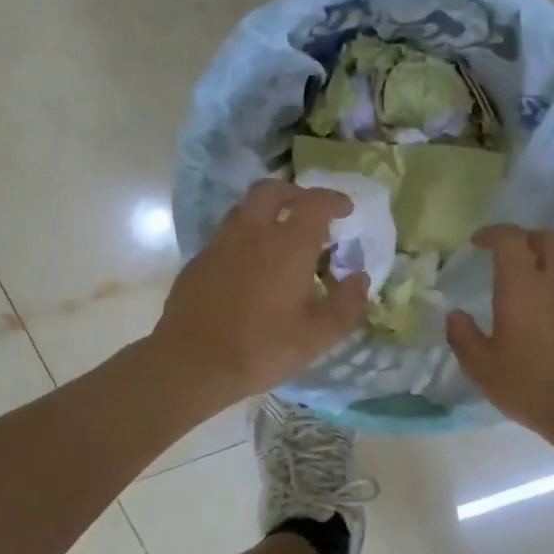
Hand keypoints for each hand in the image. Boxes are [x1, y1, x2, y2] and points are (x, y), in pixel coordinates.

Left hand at [154, 179, 370, 406]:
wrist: (193, 362)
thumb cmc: (263, 348)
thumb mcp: (318, 336)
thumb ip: (346, 304)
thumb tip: (360, 278)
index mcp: (288, 245)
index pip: (315, 204)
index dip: (333, 200)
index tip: (346, 208)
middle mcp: (253, 233)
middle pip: (272, 191)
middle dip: (295, 193)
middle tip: (309, 211)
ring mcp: (220, 244)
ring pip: (244, 209)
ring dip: (267, 212)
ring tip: (280, 236)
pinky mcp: (198, 262)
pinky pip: (226, 235)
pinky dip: (245, 237)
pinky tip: (250, 266)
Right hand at [447, 225, 553, 442]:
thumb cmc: (533, 387)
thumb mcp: (484, 369)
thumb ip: (464, 337)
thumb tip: (454, 316)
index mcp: (524, 287)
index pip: (511, 239)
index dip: (493, 233)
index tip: (477, 243)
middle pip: (550, 238)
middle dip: (528, 237)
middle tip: (509, 254)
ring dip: (546, 261)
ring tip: (525, 285)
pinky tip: (545, 315)